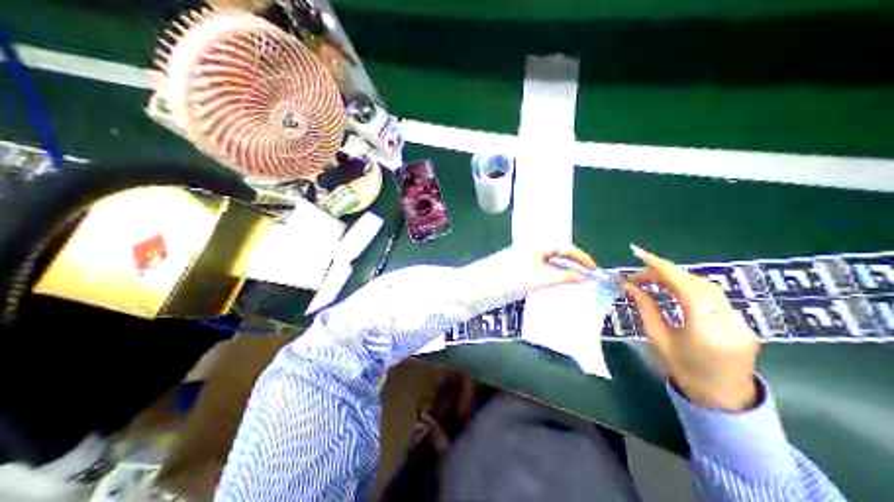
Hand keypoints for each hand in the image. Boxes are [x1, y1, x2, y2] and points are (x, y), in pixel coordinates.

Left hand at [501, 244, 594, 292]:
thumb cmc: (514, 278)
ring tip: (575, 278)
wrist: (488, 282)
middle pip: (562, 251)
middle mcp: (536, 243)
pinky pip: (545, 260)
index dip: (583, 259)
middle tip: (586, 275)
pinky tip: (557, 277)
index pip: (569, 248)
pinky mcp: (523, 257)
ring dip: (565, 266)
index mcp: (542, 243)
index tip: (594, 269)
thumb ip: (564, 277)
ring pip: (553, 256)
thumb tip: (581, 277)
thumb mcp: (543, 278)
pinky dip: (554, 268)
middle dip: (575, 262)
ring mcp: (529, 249)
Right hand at [624, 242, 760, 410]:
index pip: (684, 286)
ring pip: (708, 287)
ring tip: (657, 281)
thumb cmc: (686, 375)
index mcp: (705, 329)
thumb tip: (631, 287)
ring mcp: (740, 320)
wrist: (724, 401)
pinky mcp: (744, 321)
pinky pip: (716, 297)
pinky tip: (680, 292)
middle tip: (641, 274)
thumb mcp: (661, 342)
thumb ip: (647, 310)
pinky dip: (695, 290)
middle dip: (667, 273)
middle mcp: (727, 320)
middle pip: (696, 283)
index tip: (639, 255)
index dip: (661, 267)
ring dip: (681, 280)